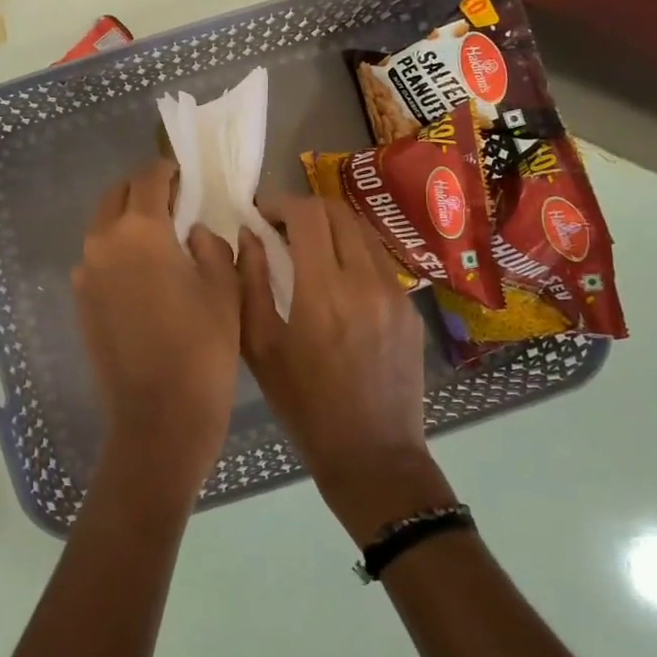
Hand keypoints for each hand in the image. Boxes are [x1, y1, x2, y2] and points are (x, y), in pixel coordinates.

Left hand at [72, 160, 241, 492]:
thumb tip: (192, 232)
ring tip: (159, 238)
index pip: (148, 178)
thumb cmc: (203, 349)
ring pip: (102, 226)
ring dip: (126, 220)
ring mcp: (85, 273)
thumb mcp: (224, 289)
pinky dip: (116, 250)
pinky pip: (97, 258)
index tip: (185, 176)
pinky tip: (143, 273)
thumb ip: (210, 246)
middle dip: (143, 190)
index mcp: (140, 231)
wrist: (158, 416)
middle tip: (173, 202)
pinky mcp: (80, 301)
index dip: (169, 171)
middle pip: (116, 196)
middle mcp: (103, 243)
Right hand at [238, 195, 453, 540]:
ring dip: (331, 227)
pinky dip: (352, 251)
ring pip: (362, 232)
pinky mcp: (410, 308)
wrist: (372, 453)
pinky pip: (378, 259)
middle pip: (339, 212)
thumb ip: (249, 282)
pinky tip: (336, 276)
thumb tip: (247, 235)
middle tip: (280, 225)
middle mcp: (365, 280)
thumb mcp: (260, 346)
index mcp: (324, 290)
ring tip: (307, 246)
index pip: (308, 215)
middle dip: (306, 209)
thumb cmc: (304, 405)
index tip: (260, 212)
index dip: (281, 202)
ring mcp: (395, 292)